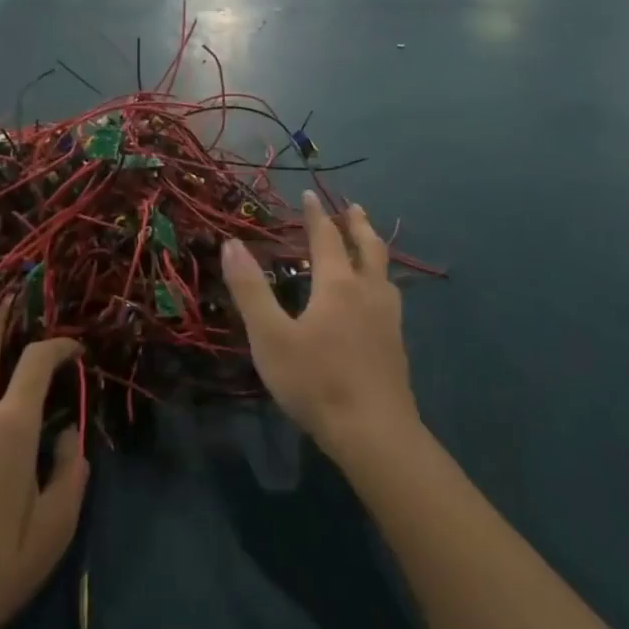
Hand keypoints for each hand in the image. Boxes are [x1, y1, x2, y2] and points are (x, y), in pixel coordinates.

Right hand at [222, 192, 418, 462]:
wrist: (375, 434)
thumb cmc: (316, 381)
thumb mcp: (270, 337)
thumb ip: (250, 290)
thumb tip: (231, 244)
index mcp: (337, 285)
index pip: (326, 238)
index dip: (316, 215)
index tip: (310, 194)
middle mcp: (367, 292)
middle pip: (367, 247)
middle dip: (356, 224)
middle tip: (352, 207)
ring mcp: (388, 319)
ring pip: (384, 272)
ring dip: (373, 249)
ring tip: (368, 244)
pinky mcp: (396, 345)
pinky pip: (389, 296)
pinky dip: (380, 280)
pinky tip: (376, 298)